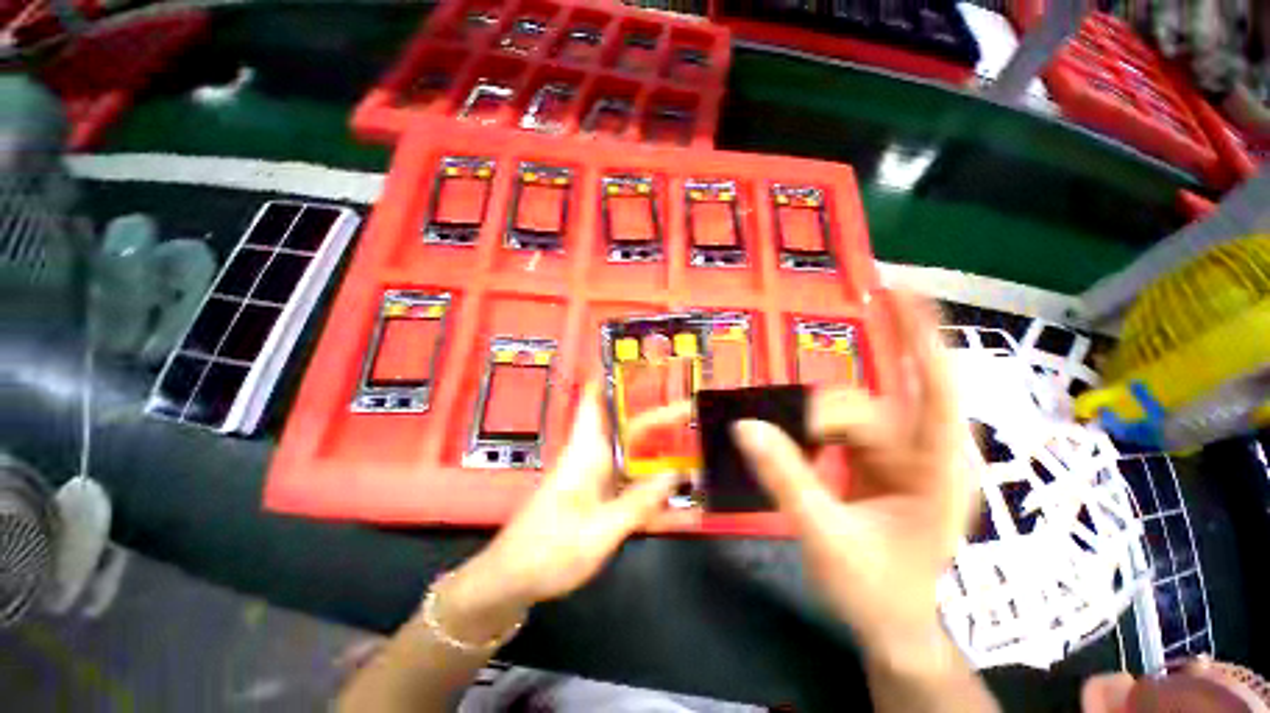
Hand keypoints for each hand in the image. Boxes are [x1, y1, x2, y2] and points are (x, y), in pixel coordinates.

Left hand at [438, 384, 690, 640]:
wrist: (512, 581)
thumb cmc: (548, 550)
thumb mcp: (598, 533)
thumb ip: (638, 503)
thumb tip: (676, 474)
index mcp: (587, 451)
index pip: (595, 400)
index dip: (611, 375)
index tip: (640, 359)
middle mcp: (594, 456)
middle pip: (630, 426)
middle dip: (661, 416)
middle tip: (695, 410)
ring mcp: (599, 478)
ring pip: (635, 454)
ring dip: (662, 450)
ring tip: (698, 448)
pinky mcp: (601, 497)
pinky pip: (634, 484)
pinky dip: (655, 486)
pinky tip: (681, 500)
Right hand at [732, 292, 975, 662]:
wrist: (892, 623)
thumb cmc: (876, 592)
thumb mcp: (827, 538)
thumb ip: (786, 480)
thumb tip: (746, 427)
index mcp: (936, 469)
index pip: (936, 387)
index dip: (919, 335)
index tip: (898, 291)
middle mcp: (922, 450)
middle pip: (868, 405)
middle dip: (820, 418)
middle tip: (780, 437)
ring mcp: (899, 453)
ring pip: (847, 415)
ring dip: (811, 427)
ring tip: (788, 454)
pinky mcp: (877, 459)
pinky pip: (839, 428)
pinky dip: (812, 431)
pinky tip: (799, 445)